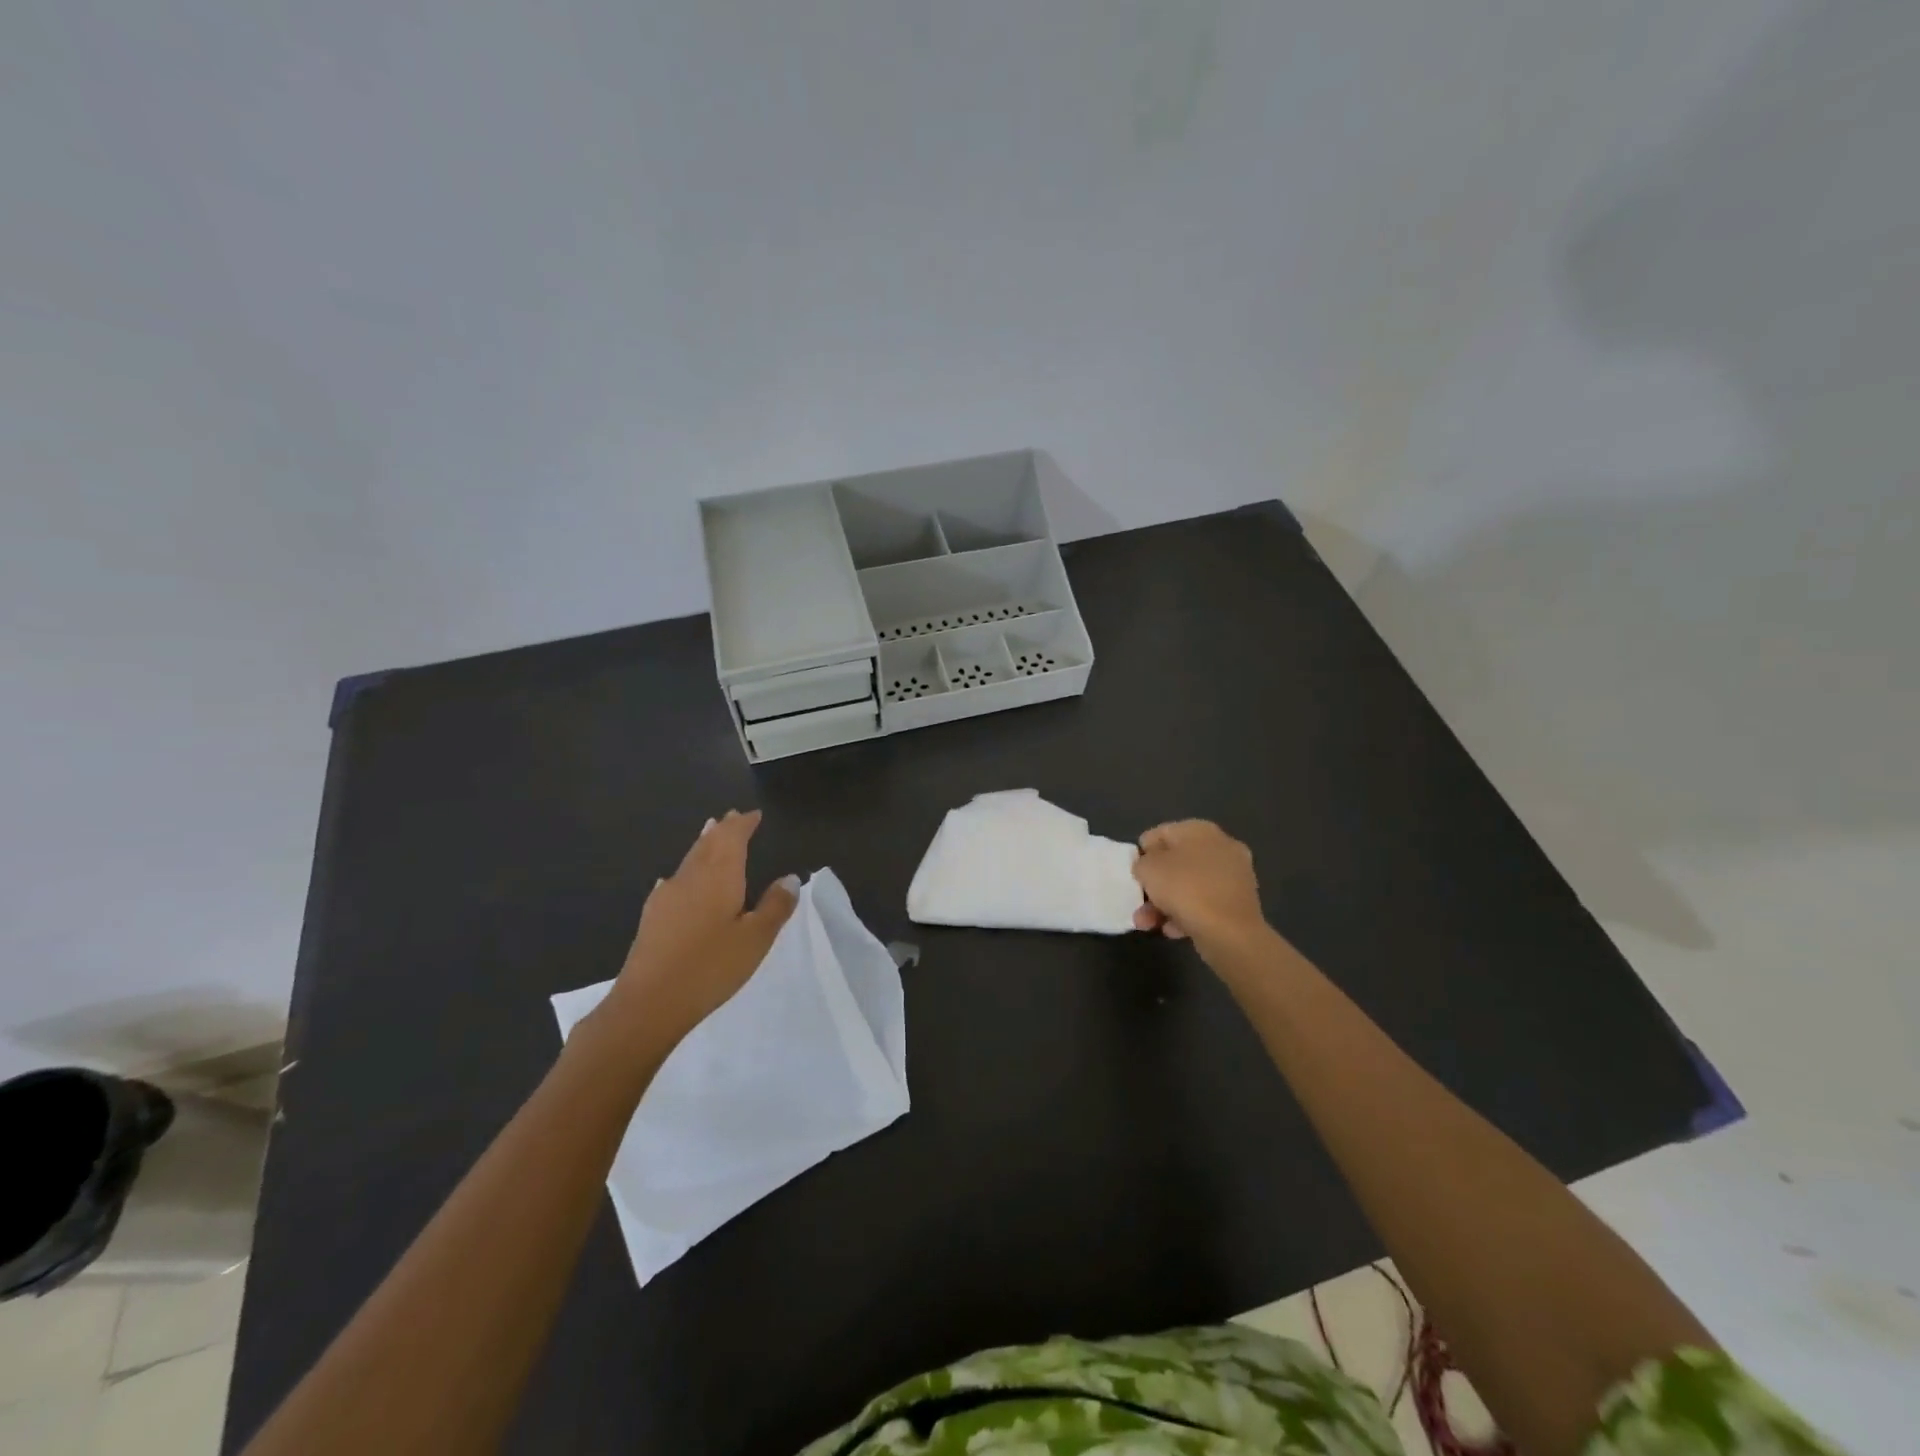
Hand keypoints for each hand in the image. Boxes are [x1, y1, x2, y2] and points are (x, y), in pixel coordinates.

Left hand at [593, 810, 798, 1051]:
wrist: (648, 1003)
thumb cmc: (710, 967)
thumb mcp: (756, 938)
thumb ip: (775, 906)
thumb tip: (790, 878)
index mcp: (719, 875)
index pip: (731, 837)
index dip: (743, 824)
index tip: (754, 814)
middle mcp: (691, 877)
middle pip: (707, 844)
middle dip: (721, 829)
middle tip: (732, 816)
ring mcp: (667, 897)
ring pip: (689, 860)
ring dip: (703, 845)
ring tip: (709, 833)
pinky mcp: (652, 918)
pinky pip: (673, 882)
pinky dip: (683, 873)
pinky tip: (676, 881)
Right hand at [1131, 819, 1265, 949]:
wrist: (1231, 933)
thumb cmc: (1186, 889)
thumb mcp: (1148, 869)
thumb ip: (1142, 863)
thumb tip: (1148, 867)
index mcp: (1200, 829)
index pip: (1160, 833)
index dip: (1143, 853)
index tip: (1135, 875)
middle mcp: (1221, 846)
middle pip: (1176, 862)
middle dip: (1154, 885)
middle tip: (1139, 903)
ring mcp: (1234, 875)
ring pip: (1189, 886)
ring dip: (1164, 904)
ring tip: (1147, 924)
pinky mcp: (1239, 903)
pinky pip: (1204, 904)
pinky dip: (1186, 914)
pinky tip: (1172, 930)